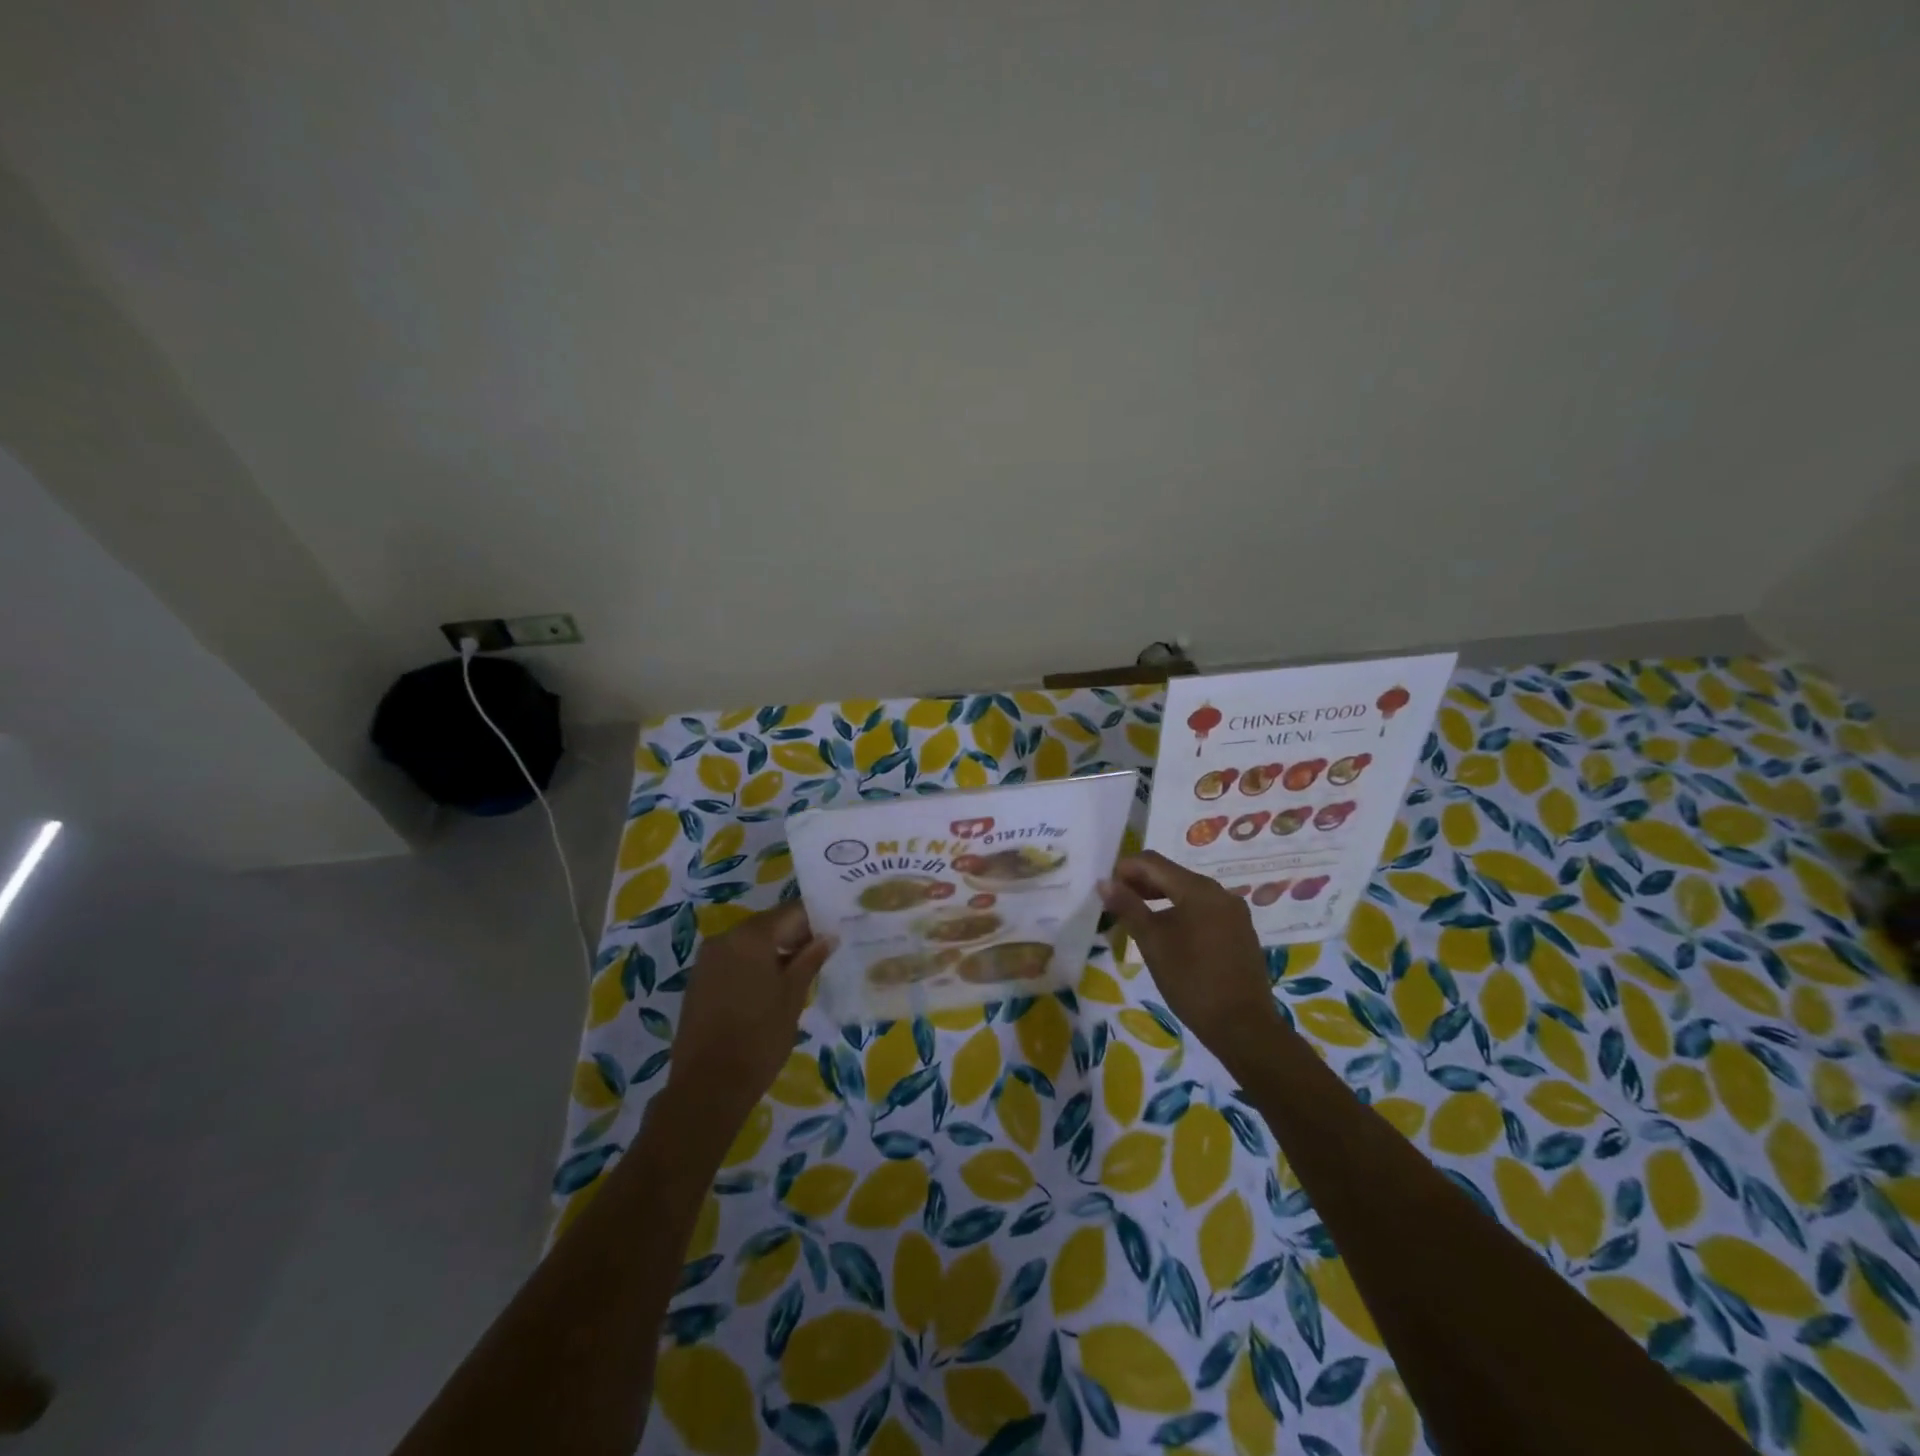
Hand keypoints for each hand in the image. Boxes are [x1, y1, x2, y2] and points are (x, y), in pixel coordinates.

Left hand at [666, 900, 833, 1127]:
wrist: (708, 1086)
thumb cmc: (760, 1037)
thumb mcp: (793, 996)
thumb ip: (810, 960)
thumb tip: (828, 937)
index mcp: (751, 936)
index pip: (791, 913)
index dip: (815, 921)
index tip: (834, 934)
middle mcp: (725, 938)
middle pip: (768, 925)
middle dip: (794, 936)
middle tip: (821, 955)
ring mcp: (707, 960)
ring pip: (749, 943)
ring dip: (773, 952)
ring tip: (798, 974)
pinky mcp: (698, 981)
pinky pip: (732, 960)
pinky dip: (753, 966)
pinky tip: (769, 989)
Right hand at [1100, 852, 1281, 1056]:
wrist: (1243, 1027)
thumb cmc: (1191, 980)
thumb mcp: (1152, 943)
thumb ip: (1128, 907)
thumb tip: (1104, 882)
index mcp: (1198, 889)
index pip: (1153, 862)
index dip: (1125, 868)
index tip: (1106, 887)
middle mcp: (1220, 892)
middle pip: (1172, 875)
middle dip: (1142, 883)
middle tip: (1116, 902)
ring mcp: (1234, 912)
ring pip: (1189, 893)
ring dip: (1160, 899)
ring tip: (1137, 918)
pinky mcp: (1240, 932)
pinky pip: (1204, 910)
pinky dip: (1181, 913)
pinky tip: (1169, 934)